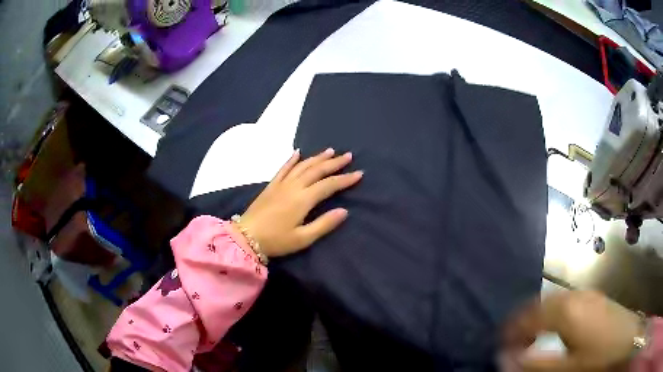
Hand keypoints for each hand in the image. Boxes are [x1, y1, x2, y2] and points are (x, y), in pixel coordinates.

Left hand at [239, 148, 362, 257]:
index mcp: (303, 200)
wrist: (246, 237)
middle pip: (317, 170)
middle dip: (334, 163)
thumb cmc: (276, 241)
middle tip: (348, 156)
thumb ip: (324, 224)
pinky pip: (283, 168)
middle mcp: (293, 187)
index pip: (329, 185)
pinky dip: (292, 159)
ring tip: (330, 151)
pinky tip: (298, 152)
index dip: (345, 179)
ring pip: (302, 166)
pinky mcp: (271, 185)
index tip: (359, 173)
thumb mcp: (302, 238)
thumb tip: (344, 211)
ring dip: (317, 157)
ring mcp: (281, 184)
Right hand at [503, 290, 643, 371]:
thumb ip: (534, 363)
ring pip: (554, 300)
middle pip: (541, 303)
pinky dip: (554, 313)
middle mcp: (575, 296)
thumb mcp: (565, 367)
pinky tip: (557, 327)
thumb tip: (505, 358)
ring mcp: (587, 295)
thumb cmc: (597, 357)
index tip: (499, 343)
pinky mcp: (596, 298)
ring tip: (532, 336)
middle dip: (523, 321)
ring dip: (539, 317)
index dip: (511, 329)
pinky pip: (567, 301)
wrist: (627, 339)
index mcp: (566, 311)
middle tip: (514, 341)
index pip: (529, 315)